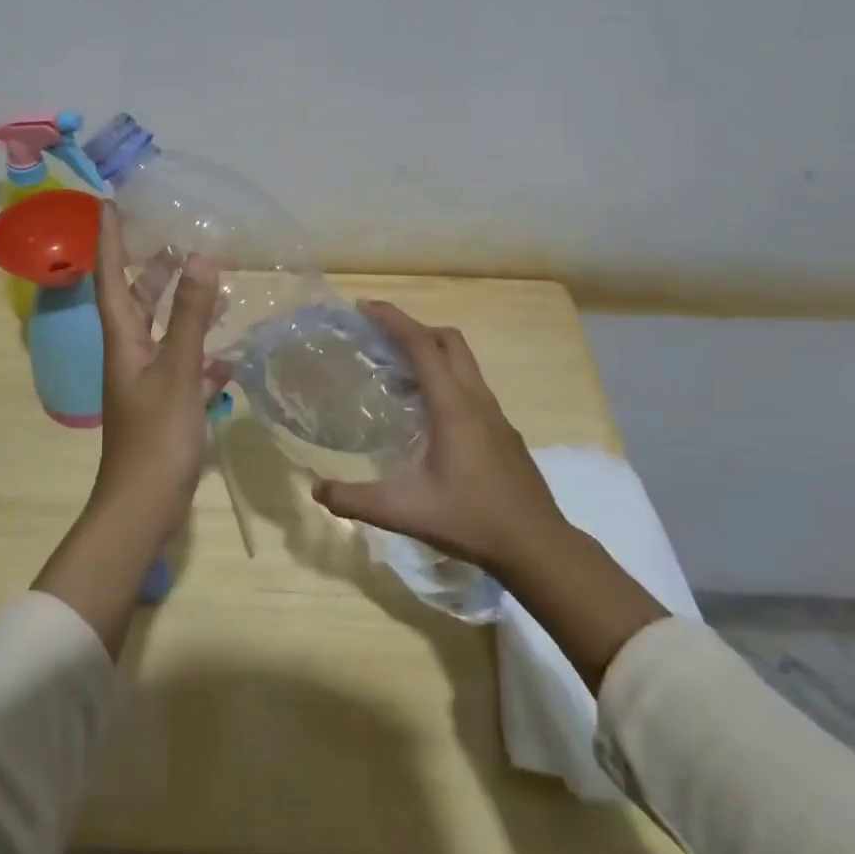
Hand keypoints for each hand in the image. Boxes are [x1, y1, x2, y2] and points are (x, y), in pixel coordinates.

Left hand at [89, 202, 225, 534]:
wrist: (144, 506)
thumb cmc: (156, 436)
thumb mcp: (176, 370)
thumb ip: (190, 315)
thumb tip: (201, 258)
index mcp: (123, 339)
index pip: (110, 277)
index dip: (109, 239)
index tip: (109, 203)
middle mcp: (130, 354)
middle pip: (137, 300)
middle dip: (152, 269)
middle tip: (175, 240)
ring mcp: (147, 381)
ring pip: (163, 331)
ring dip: (183, 307)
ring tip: (211, 284)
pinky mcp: (166, 405)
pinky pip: (184, 366)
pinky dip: (203, 353)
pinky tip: (228, 353)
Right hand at [314, 300, 667, 689]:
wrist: (538, 546)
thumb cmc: (471, 520)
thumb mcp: (404, 512)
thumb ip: (356, 500)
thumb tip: (316, 489)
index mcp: (453, 406)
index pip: (422, 345)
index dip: (393, 320)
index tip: (365, 307)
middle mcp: (477, 399)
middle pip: (448, 341)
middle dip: (414, 328)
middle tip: (380, 337)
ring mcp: (495, 414)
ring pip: (464, 362)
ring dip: (432, 353)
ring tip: (397, 372)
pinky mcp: (503, 431)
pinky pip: (471, 386)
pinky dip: (446, 378)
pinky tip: (428, 413)